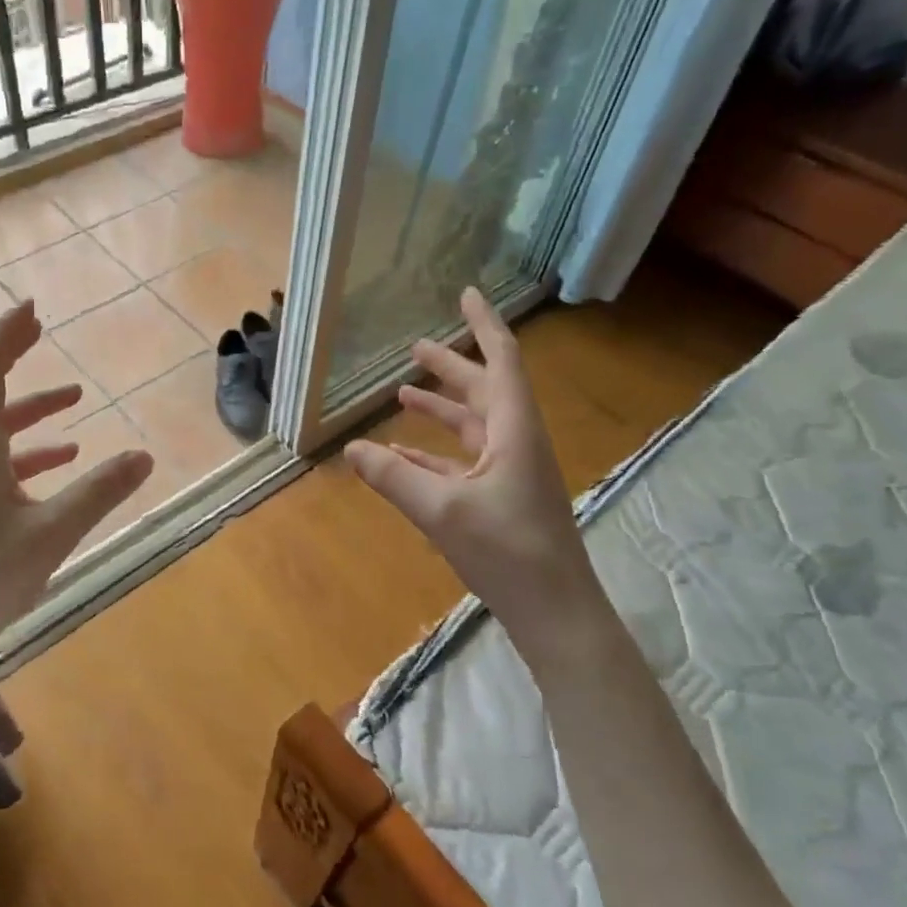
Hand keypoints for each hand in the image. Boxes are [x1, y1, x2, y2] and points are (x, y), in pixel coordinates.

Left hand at [0, 298, 153, 654]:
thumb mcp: (52, 532)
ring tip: (75, 400)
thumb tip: (145, 455)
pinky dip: (29, 451)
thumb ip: (100, 492)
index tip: (30, 308)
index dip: (5, 335)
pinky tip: (63, 461)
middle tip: (40, 330)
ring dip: (30, 408)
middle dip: (11, 356)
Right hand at [345, 288, 599, 620]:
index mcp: (513, 431)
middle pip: (484, 391)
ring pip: (473, 427)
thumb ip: (393, 477)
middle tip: (415, 348)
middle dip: (451, 367)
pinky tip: (403, 457)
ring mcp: (512, 472)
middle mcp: (516, 443)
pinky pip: (465, 462)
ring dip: (441, 410)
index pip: (501, 361)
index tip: (466, 293)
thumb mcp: (441, 511)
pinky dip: (435, 454)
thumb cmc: (507, 553)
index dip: (484, 325)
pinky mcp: (503, 499)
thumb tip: (350, 447)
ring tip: (403, 396)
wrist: (555, 612)